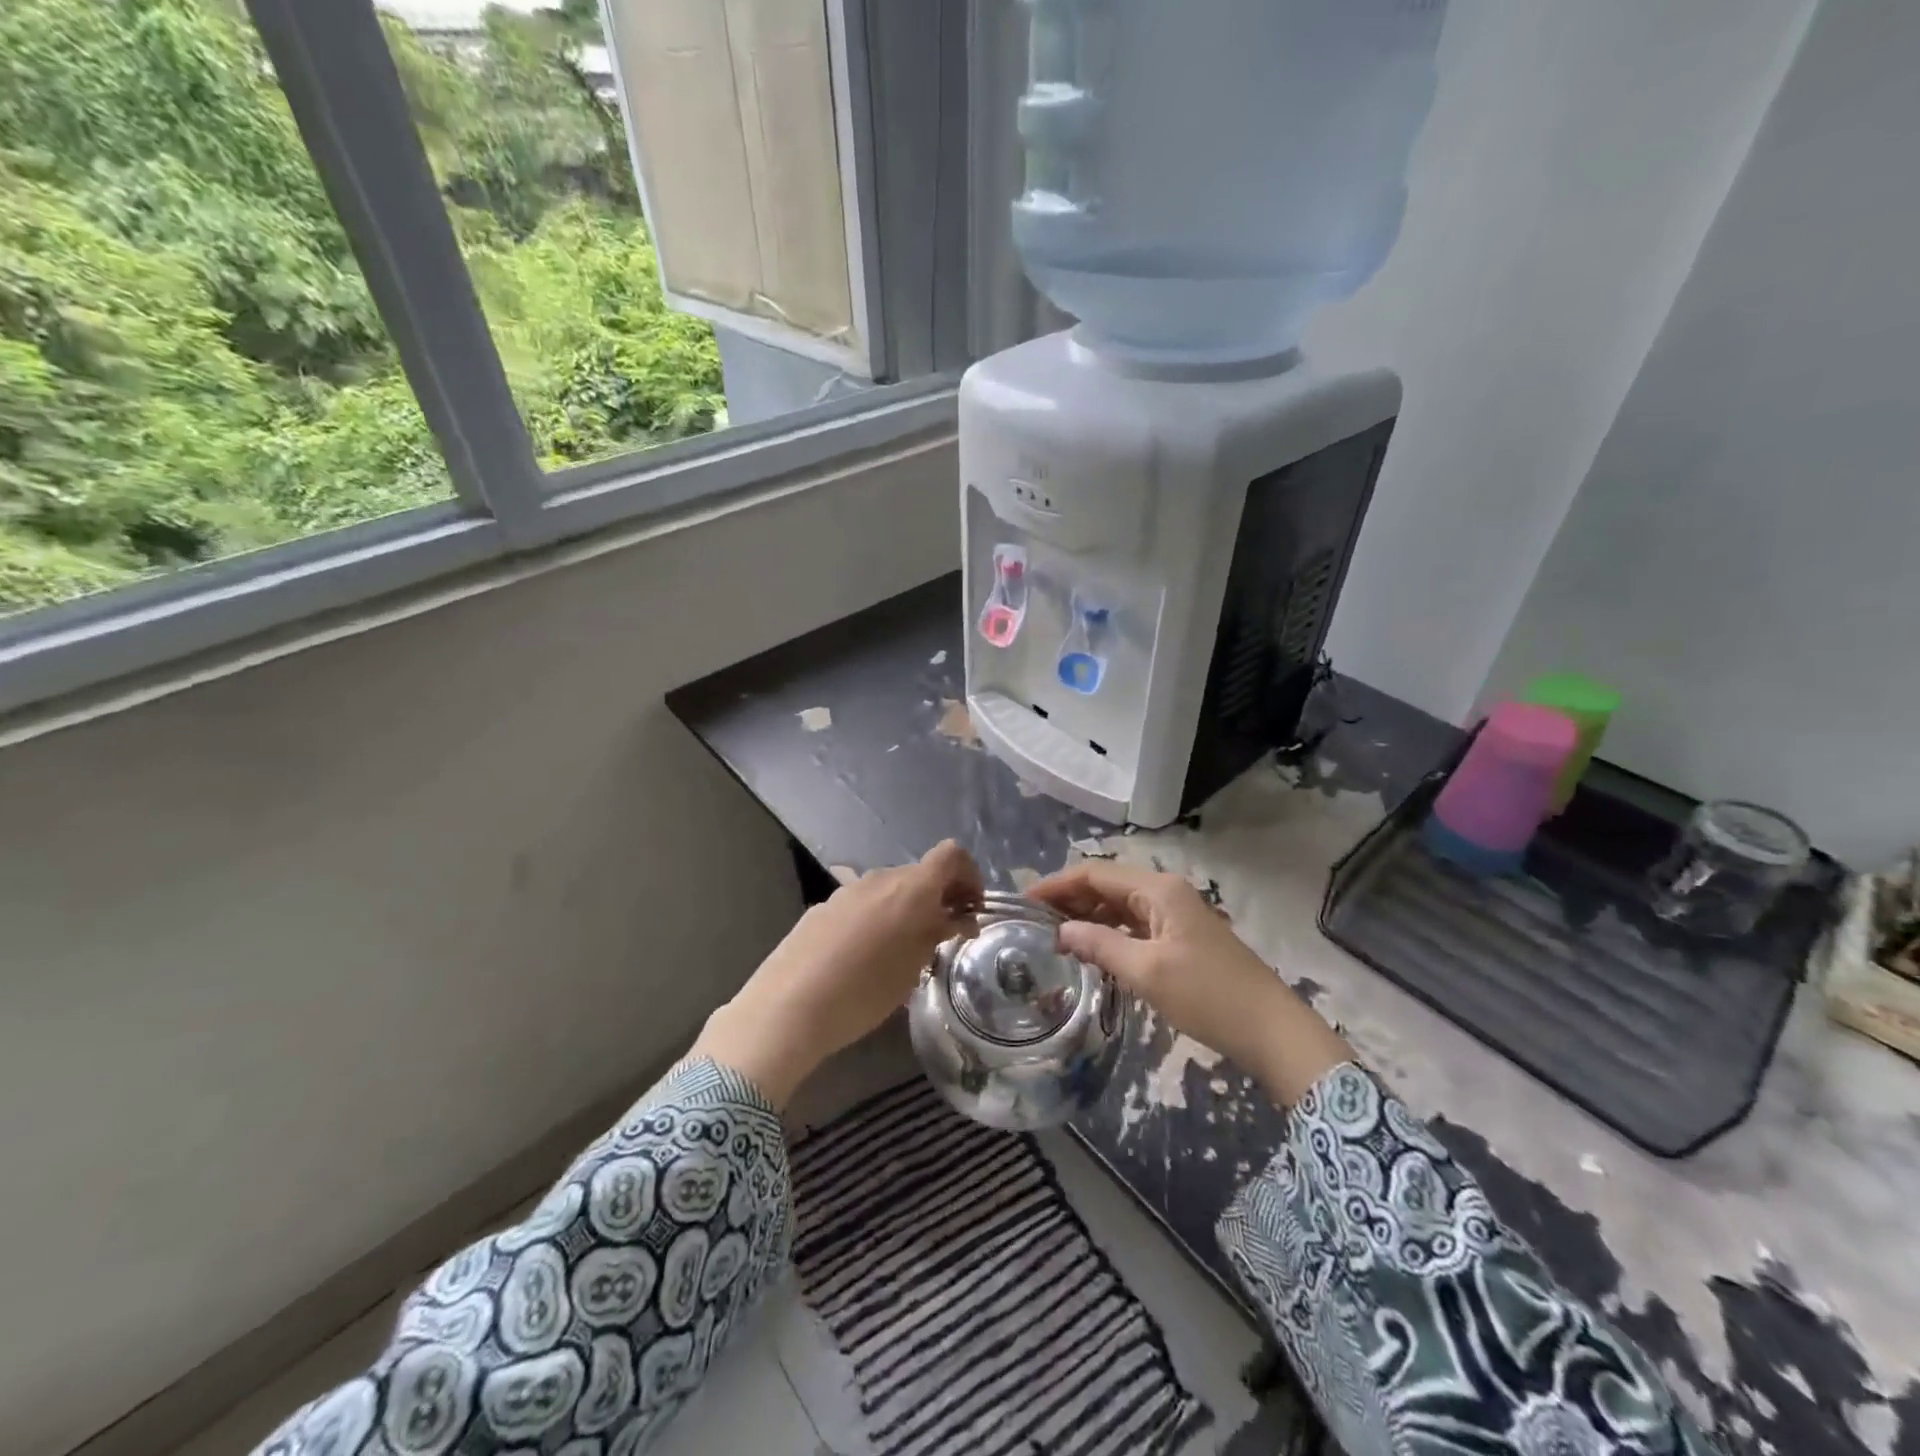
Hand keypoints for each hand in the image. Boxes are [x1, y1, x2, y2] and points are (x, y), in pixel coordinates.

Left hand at [694, 841, 983, 1106]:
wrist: (788, 1007)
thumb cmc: (865, 991)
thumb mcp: (914, 967)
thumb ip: (939, 933)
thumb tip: (959, 917)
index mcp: (910, 887)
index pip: (951, 854)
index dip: (969, 875)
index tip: (970, 909)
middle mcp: (879, 878)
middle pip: (920, 873)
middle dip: (938, 897)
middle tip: (942, 936)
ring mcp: (846, 890)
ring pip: (888, 889)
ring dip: (905, 909)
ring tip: (903, 951)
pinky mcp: (822, 907)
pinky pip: (861, 904)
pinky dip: (875, 919)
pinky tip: (863, 958)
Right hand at [1030, 863, 1351, 1106]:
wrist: (1270, 1029)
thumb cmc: (1207, 995)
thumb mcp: (1146, 972)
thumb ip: (1099, 945)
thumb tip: (1061, 932)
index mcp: (1158, 889)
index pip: (1095, 874)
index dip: (1057, 884)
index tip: (1023, 901)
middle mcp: (1165, 892)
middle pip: (1106, 885)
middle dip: (1069, 898)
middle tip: (1032, 920)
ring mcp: (1175, 914)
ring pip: (1120, 904)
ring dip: (1088, 914)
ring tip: (1053, 934)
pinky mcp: (1180, 937)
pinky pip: (1135, 924)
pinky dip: (1109, 931)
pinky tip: (1091, 947)